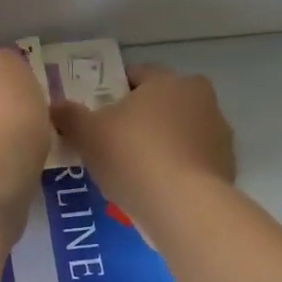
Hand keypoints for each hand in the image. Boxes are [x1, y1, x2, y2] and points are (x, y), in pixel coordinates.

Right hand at [50, 65, 234, 226]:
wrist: (183, 206)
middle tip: (112, 142)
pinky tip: (156, 189)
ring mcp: (218, 134)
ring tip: (134, 171)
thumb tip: (55, 107)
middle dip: (140, 118)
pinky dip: (176, 169)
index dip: (113, 90)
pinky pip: (192, 161)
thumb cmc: (133, 156)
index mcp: (168, 81)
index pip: (137, 75)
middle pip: (162, 103)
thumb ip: (69, 116)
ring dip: (161, 143)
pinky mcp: (226, 167)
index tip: (97, 112)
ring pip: (179, 132)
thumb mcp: (88, 134)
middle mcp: (200, 99)